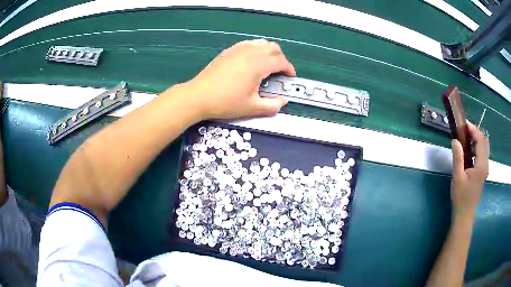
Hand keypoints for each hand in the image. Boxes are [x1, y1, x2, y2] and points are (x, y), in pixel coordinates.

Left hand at [187, 39, 295, 119]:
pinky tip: (252, 60)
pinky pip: (249, 44)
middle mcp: (251, 52)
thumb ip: (272, 105)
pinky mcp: (229, 50)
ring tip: (267, 65)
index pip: (281, 61)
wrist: (199, 96)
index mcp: (259, 64)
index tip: (290, 77)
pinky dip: (256, 49)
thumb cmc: (226, 102)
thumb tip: (283, 102)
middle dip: (281, 59)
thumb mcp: (252, 107)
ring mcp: (239, 49)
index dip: (289, 69)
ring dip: (269, 52)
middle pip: (274, 48)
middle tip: (279, 72)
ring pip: (262, 43)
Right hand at [450, 121, 489, 219]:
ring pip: (484, 148)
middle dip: (475, 132)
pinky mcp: (482, 172)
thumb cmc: (461, 197)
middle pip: (484, 142)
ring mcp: (485, 169)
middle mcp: (486, 164)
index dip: (473, 130)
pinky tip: (469, 150)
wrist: (465, 215)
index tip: (464, 124)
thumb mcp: (457, 177)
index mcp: (481, 165)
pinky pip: (482, 154)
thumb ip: (458, 158)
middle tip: (464, 130)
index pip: (480, 140)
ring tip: (465, 138)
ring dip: (476, 139)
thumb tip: (455, 140)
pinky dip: (476, 147)